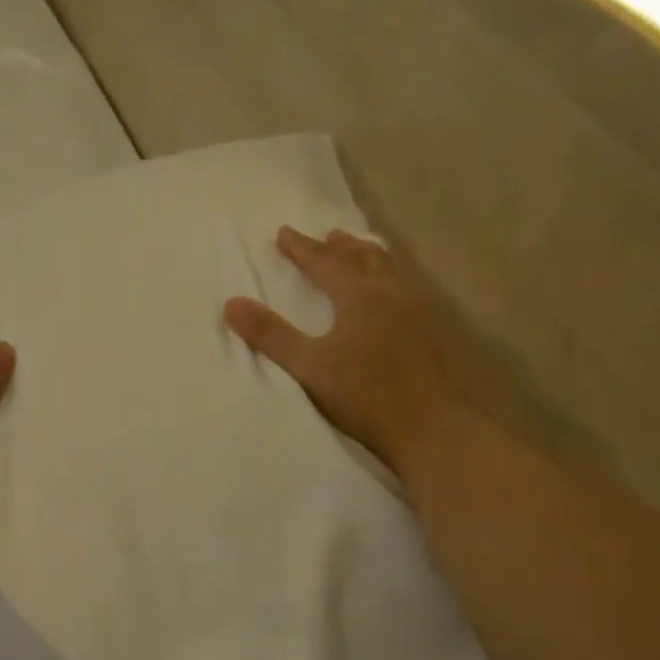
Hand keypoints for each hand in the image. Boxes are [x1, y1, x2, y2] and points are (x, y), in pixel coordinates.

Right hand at [224, 227, 453, 476]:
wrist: (427, 427)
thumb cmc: (363, 395)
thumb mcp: (308, 367)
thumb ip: (271, 335)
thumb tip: (232, 304)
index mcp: (359, 297)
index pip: (325, 262)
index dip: (302, 248)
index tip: (283, 233)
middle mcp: (390, 295)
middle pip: (363, 258)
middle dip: (340, 247)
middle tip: (326, 237)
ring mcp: (414, 313)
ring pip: (388, 271)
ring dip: (367, 258)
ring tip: (358, 253)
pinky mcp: (426, 334)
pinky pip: (402, 289)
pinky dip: (385, 279)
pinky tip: (387, 297)